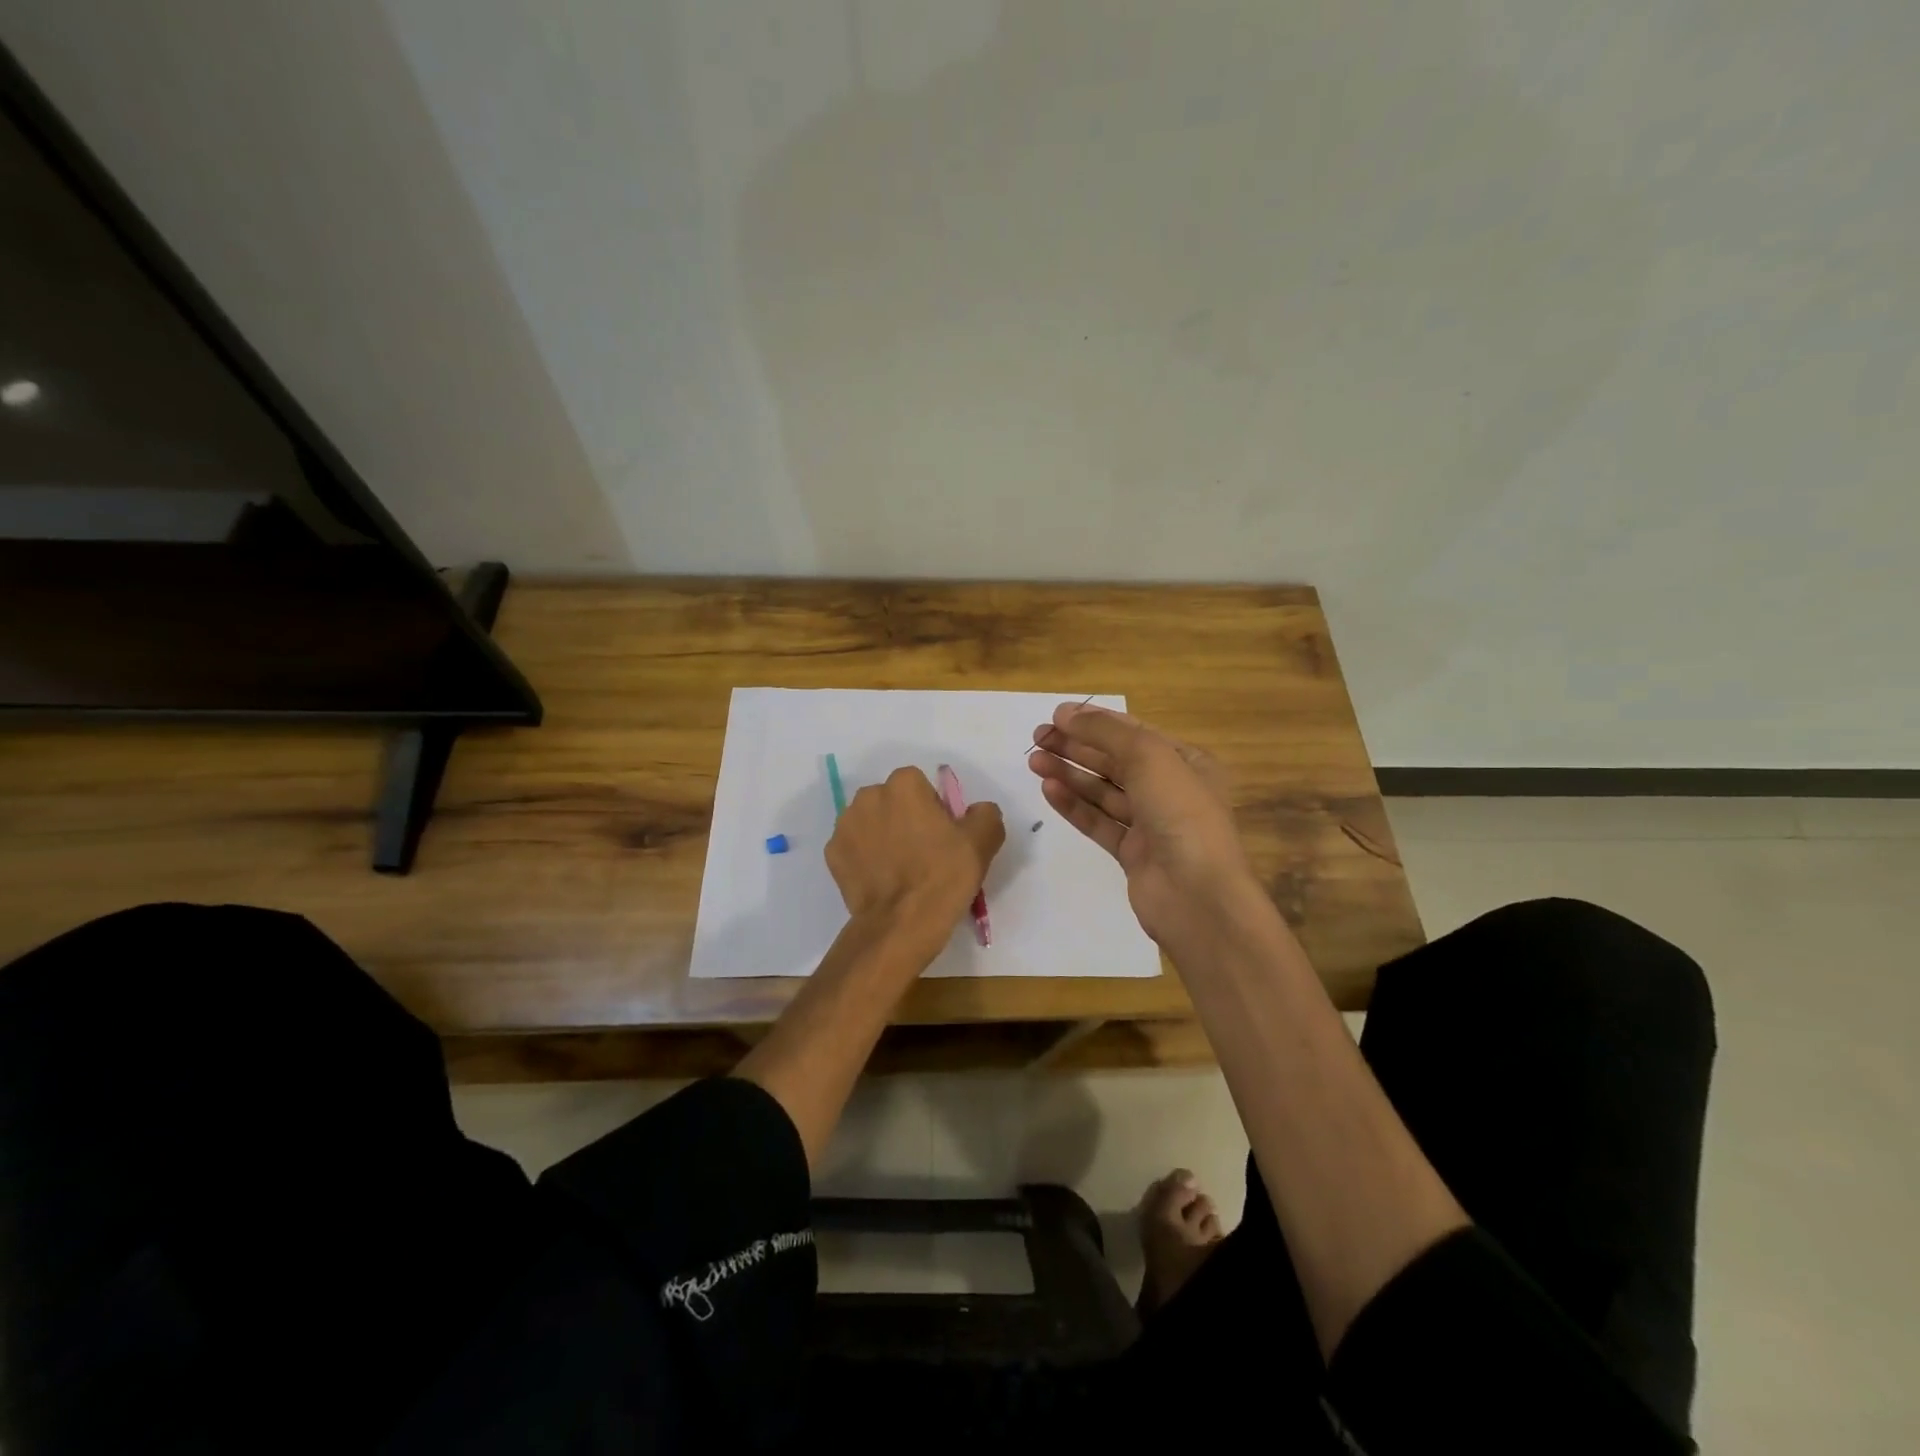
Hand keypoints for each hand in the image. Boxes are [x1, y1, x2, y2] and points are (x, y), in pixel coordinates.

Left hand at [826, 766, 1004, 961]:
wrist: (900, 925)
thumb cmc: (942, 876)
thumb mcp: (983, 842)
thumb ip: (984, 814)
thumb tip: (976, 811)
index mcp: (904, 784)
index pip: (921, 786)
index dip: (934, 809)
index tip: (942, 836)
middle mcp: (868, 796)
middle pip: (892, 801)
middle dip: (904, 818)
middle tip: (922, 852)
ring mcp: (844, 825)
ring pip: (871, 822)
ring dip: (883, 835)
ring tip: (900, 869)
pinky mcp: (832, 854)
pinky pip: (854, 848)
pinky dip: (865, 858)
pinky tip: (881, 880)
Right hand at [1027, 704, 1257, 946]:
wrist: (1196, 894)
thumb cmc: (1180, 813)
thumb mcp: (1148, 756)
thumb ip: (1104, 732)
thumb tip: (1065, 713)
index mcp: (1187, 762)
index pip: (1134, 733)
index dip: (1095, 721)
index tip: (1056, 716)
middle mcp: (1170, 790)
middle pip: (1115, 761)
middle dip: (1077, 747)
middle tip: (1038, 737)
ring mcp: (1151, 824)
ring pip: (1103, 792)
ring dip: (1069, 774)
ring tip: (1034, 761)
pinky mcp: (1132, 854)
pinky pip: (1098, 822)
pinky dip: (1074, 805)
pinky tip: (1049, 790)